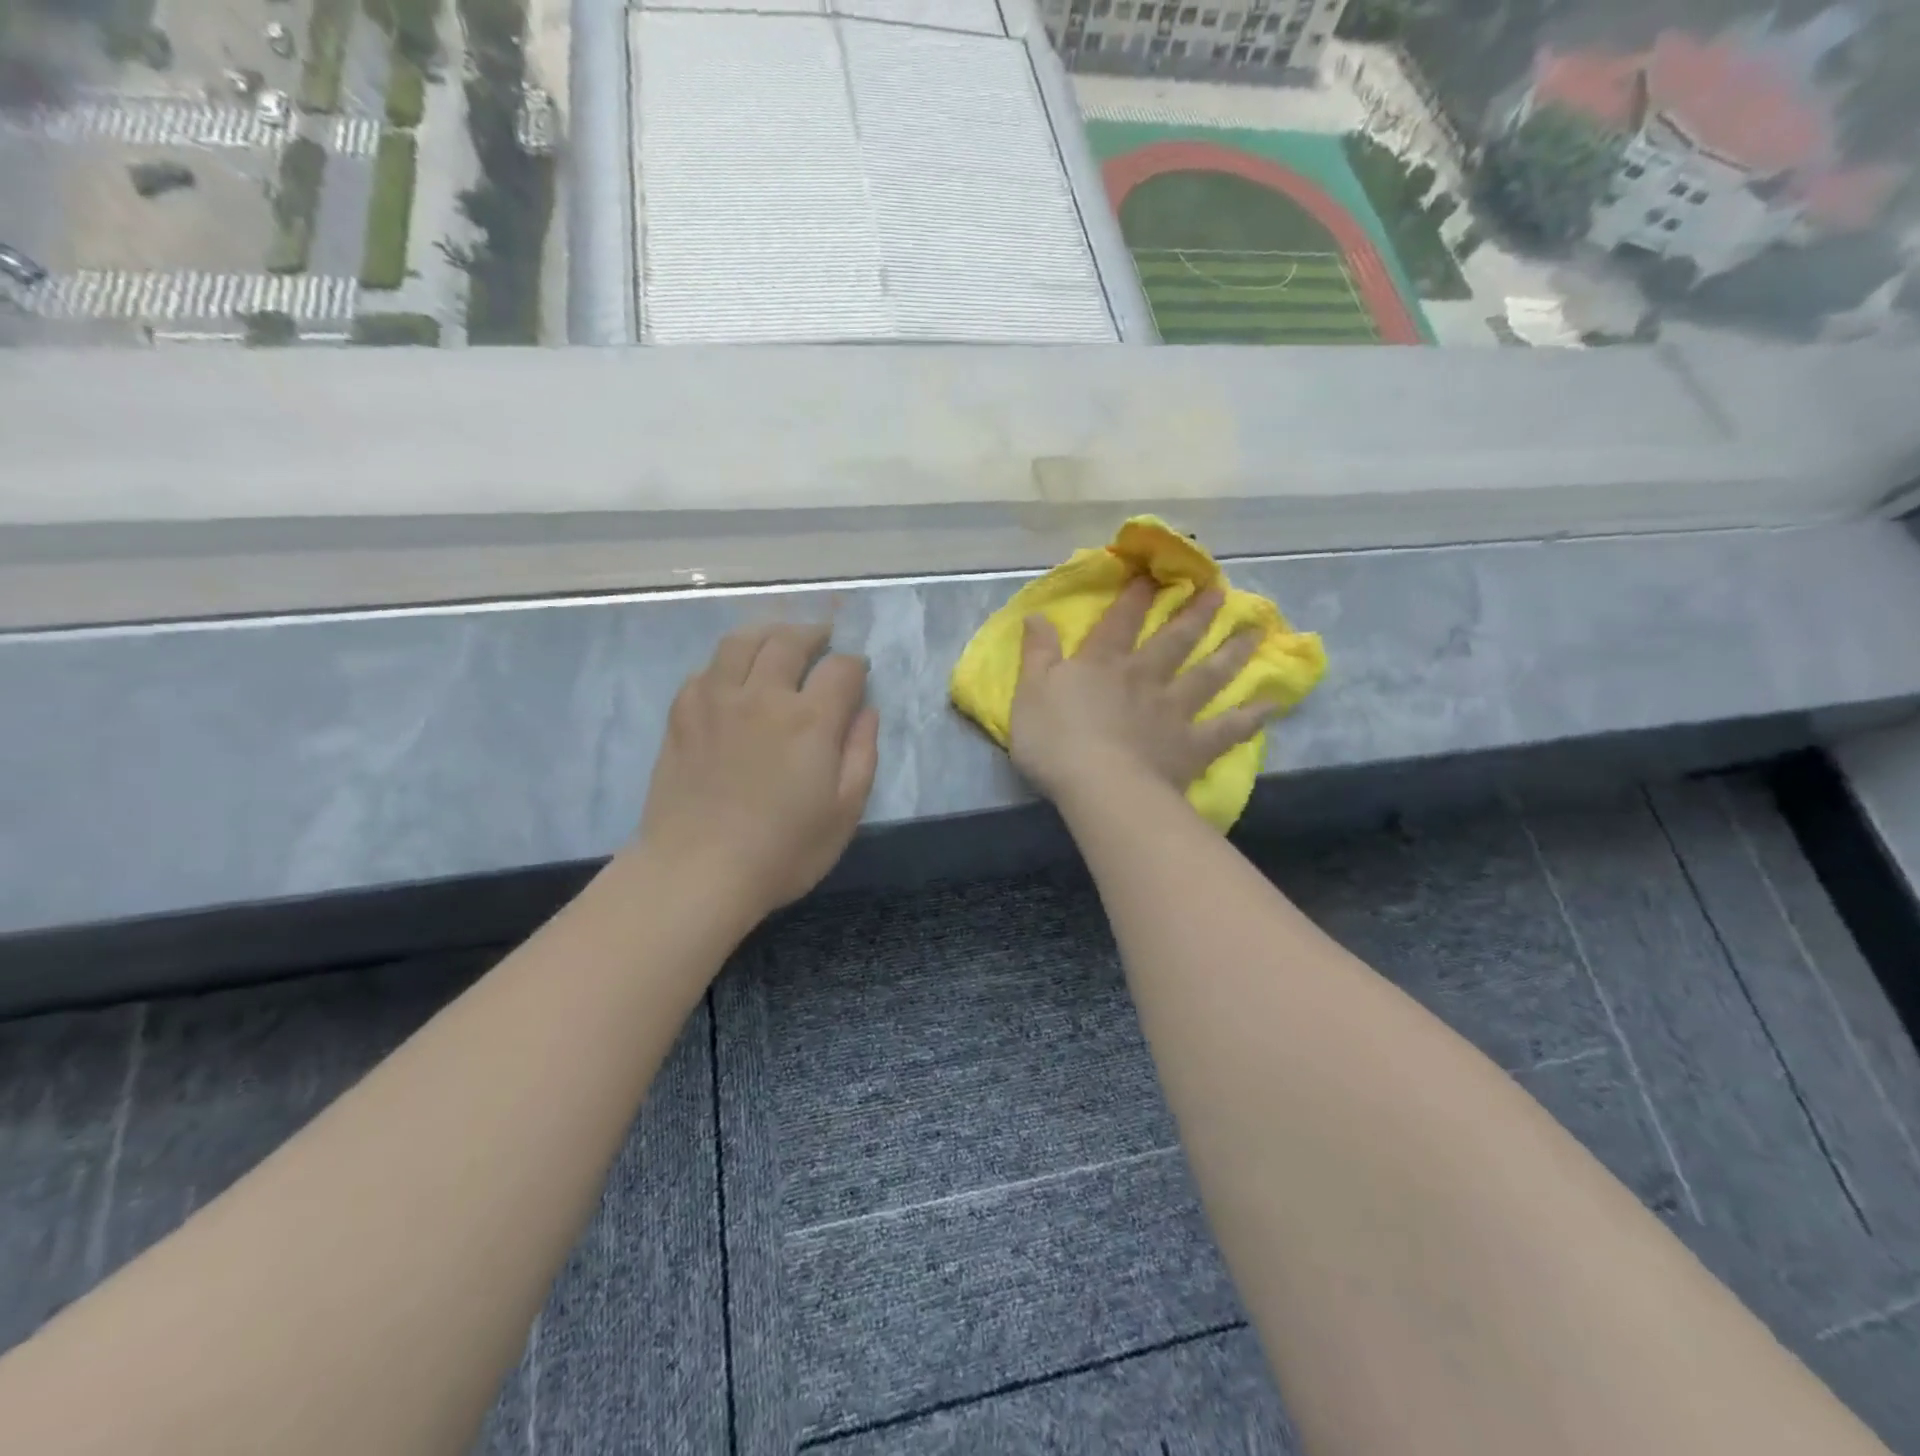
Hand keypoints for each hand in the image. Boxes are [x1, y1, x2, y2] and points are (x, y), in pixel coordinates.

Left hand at [634, 623, 878, 919]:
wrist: (697, 872)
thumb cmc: (782, 851)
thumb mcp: (845, 812)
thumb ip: (862, 754)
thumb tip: (866, 711)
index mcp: (810, 720)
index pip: (841, 668)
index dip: (856, 666)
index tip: (859, 675)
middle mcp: (763, 695)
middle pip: (790, 641)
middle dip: (814, 634)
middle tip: (823, 639)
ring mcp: (716, 700)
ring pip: (742, 642)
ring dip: (768, 633)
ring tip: (779, 640)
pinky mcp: (682, 714)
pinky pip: (707, 669)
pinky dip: (727, 662)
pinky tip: (733, 676)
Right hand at [1009, 578, 1273, 807]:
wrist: (1099, 786)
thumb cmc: (1055, 740)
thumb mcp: (1030, 691)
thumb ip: (1037, 653)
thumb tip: (1038, 614)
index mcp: (1103, 664)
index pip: (1121, 621)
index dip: (1136, 595)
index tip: (1155, 573)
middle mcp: (1144, 677)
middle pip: (1175, 640)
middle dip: (1195, 613)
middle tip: (1219, 590)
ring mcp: (1173, 711)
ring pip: (1207, 675)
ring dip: (1231, 652)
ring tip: (1254, 631)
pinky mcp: (1191, 746)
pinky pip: (1226, 729)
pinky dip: (1250, 718)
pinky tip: (1270, 705)